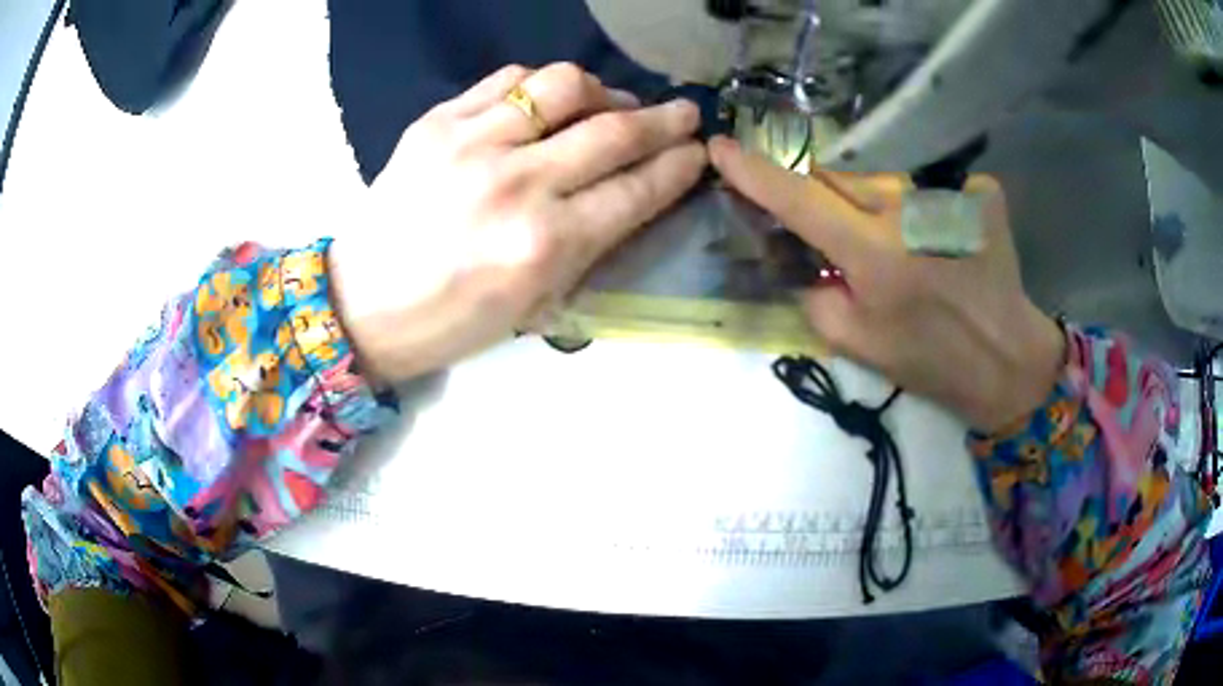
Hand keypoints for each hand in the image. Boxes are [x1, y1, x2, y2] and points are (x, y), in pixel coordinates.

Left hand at [329, 63, 705, 382]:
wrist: (360, 303)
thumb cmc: (451, 321)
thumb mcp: (534, 304)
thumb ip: (589, 244)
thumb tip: (632, 191)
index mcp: (544, 246)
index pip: (635, 189)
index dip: (678, 166)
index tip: (698, 153)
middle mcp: (515, 184)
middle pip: (613, 131)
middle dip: (664, 120)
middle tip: (684, 115)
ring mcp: (472, 143)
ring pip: (564, 86)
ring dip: (605, 90)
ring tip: (612, 103)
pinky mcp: (437, 121)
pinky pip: (507, 79)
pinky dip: (542, 84)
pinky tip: (550, 99)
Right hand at [710, 136, 1064, 432]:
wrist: (1005, 362)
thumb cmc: (930, 361)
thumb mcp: (857, 345)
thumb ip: (815, 296)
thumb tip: (805, 259)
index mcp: (874, 254)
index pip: (799, 199)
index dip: (755, 173)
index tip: (721, 147)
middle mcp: (909, 211)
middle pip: (840, 175)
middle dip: (826, 196)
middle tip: (842, 233)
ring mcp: (950, 195)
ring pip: (886, 178)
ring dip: (878, 203)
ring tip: (904, 243)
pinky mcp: (981, 194)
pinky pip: (935, 183)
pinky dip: (929, 206)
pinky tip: (947, 237)